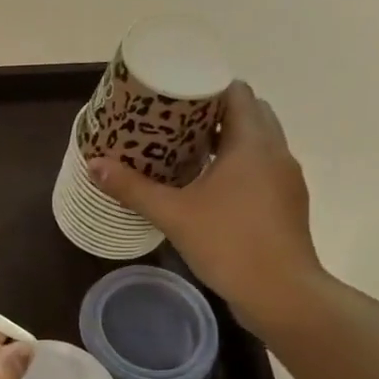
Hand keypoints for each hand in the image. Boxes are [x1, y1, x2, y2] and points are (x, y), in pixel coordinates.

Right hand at [86, 81, 326, 332]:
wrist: (281, 293)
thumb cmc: (229, 243)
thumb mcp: (172, 214)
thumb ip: (132, 187)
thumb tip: (93, 165)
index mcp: (252, 143)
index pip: (237, 92)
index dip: (207, 85)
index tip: (174, 92)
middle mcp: (275, 152)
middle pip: (249, 113)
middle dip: (213, 110)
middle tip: (172, 119)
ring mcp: (285, 178)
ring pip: (256, 141)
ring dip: (225, 137)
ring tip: (182, 147)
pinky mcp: (285, 201)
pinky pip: (259, 166)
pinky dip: (235, 162)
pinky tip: (205, 182)